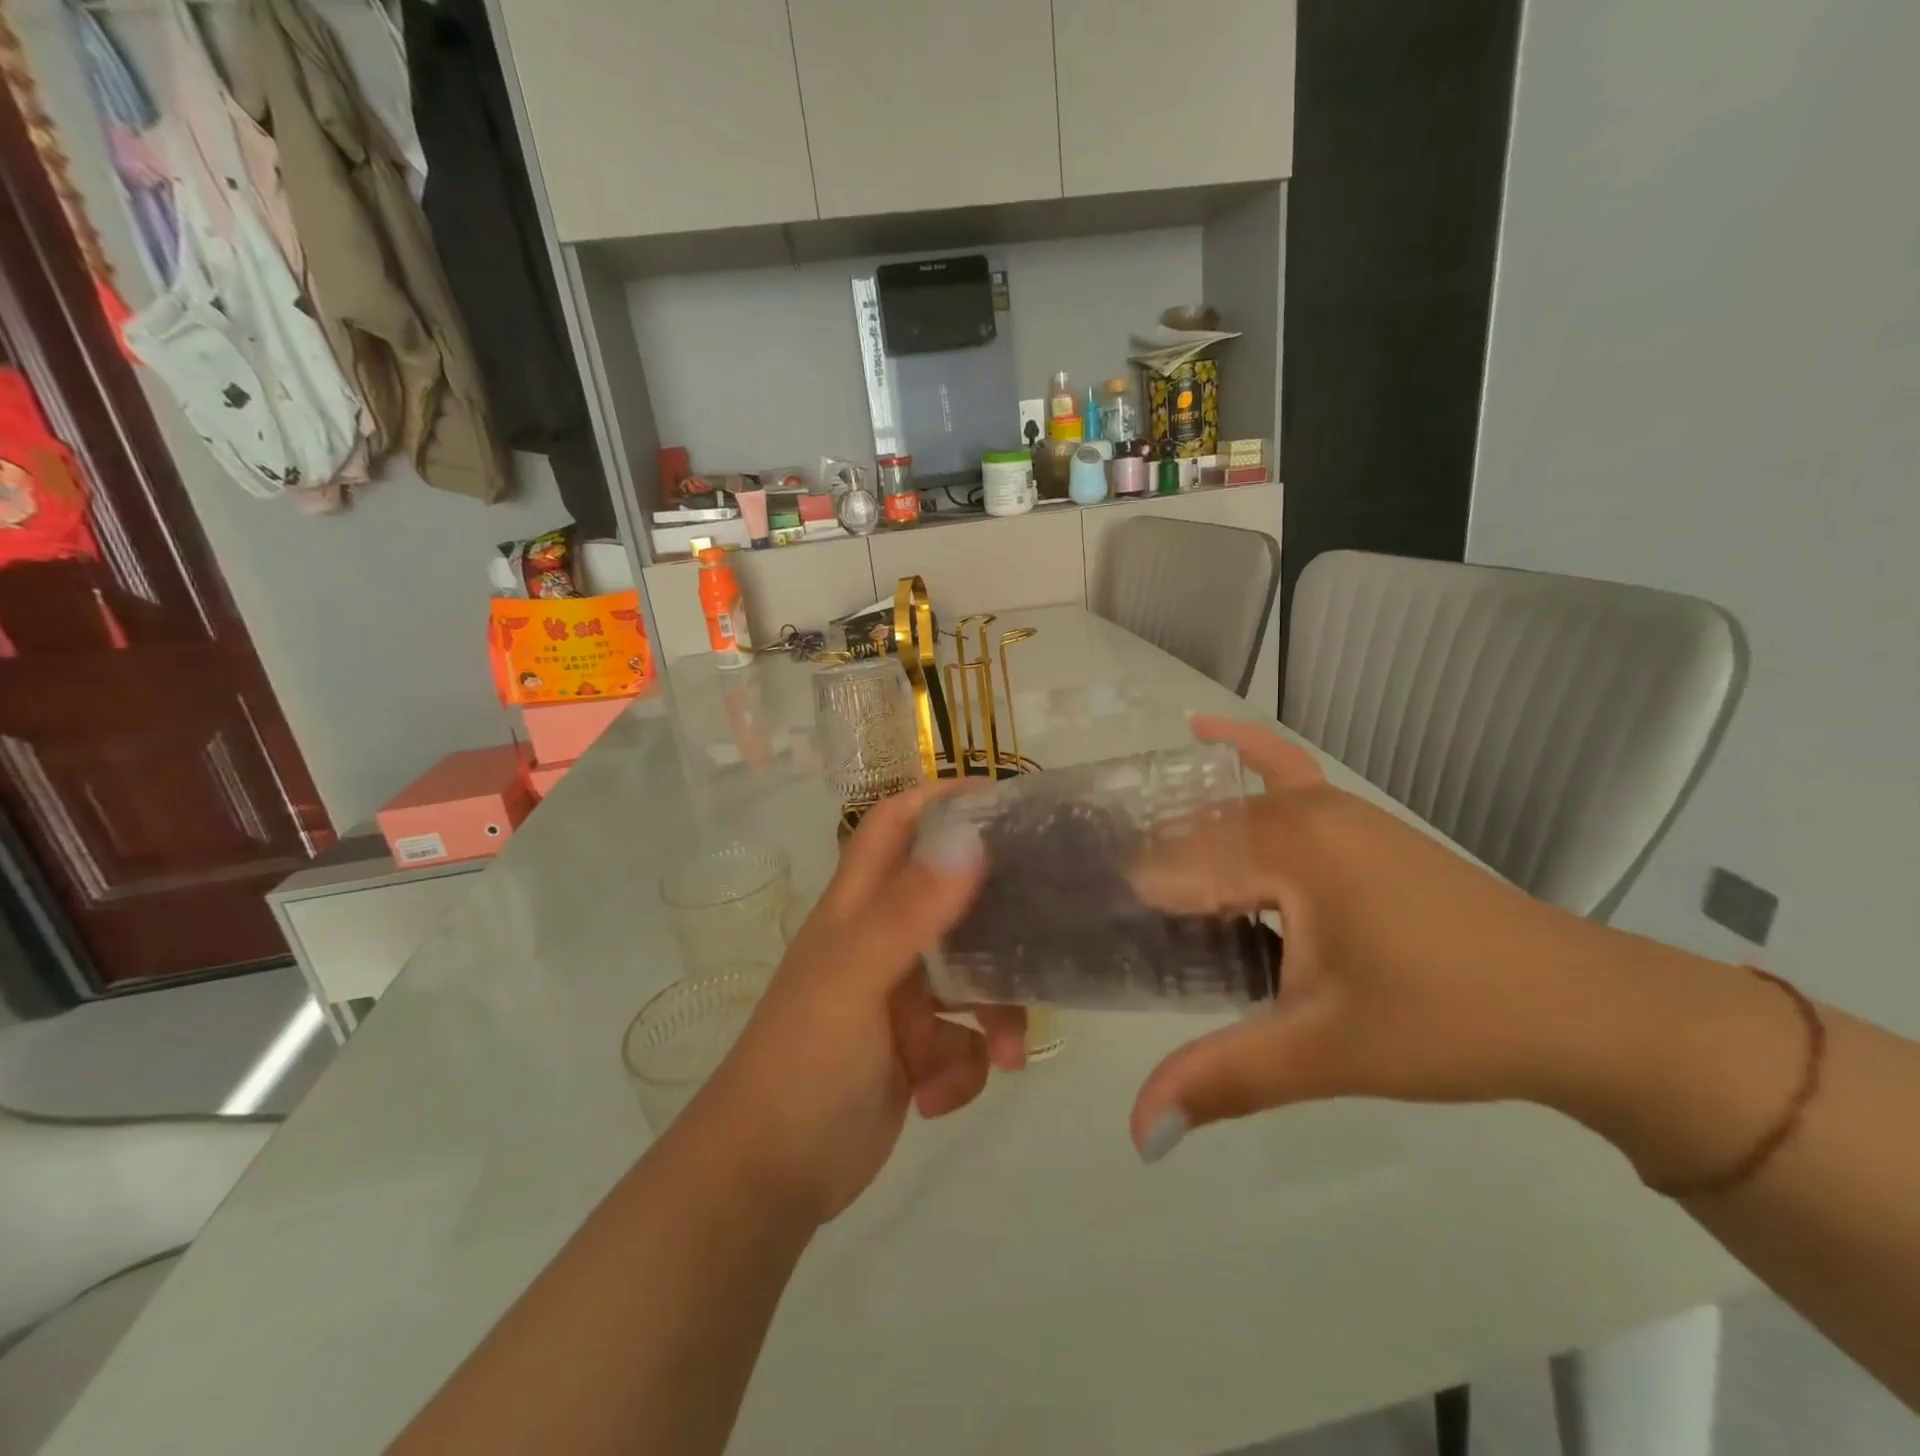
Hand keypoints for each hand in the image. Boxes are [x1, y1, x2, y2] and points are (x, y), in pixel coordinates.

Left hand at [688, 784, 1025, 1222]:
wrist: (769, 1179)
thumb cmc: (804, 1062)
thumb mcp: (856, 978)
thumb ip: (910, 910)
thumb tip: (968, 839)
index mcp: (858, 908)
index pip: (894, 826)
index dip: (938, 800)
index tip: (1001, 799)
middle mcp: (881, 941)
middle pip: (951, 899)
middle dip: (996, 913)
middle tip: (1047, 913)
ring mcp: (899, 998)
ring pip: (972, 978)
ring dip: (995, 1012)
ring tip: (1006, 1052)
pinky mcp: (915, 1051)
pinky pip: (964, 1040)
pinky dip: (965, 1068)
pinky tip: (939, 1098)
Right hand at [1128, 716, 1610, 1160]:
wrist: (1581, 1007)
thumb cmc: (1448, 1022)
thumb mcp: (1325, 1052)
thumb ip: (1223, 1079)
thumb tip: (1135, 1138)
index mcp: (1283, 848)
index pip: (1168, 868)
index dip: (1124, 905)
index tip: (1084, 936)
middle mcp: (1297, 810)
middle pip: (1188, 837)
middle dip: (1144, 878)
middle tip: (1101, 928)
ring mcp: (1329, 806)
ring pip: (1223, 814)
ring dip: (1177, 839)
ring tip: (1128, 883)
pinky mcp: (1351, 819)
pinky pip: (1283, 767)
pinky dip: (1241, 748)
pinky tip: (1201, 729)